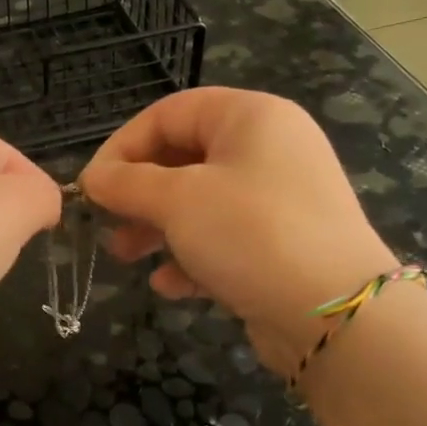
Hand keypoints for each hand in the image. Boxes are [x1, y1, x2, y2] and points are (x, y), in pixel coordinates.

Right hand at [80, 88, 396, 374]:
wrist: (335, 313)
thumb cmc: (250, 233)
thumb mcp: (178, 201)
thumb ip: (127, 184)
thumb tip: (92, 179)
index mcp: (250, 117)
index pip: (170, 113)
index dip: (122, 146)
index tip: (91, 187)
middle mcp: (269, 149)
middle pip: (184, 159)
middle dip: (138, 193)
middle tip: (106, 224)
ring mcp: (278, 199)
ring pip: (201, 203)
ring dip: (157, 228)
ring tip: (126, 257)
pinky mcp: (281, 244)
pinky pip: (224, 239)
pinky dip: (192, 257)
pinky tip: (169, 285)